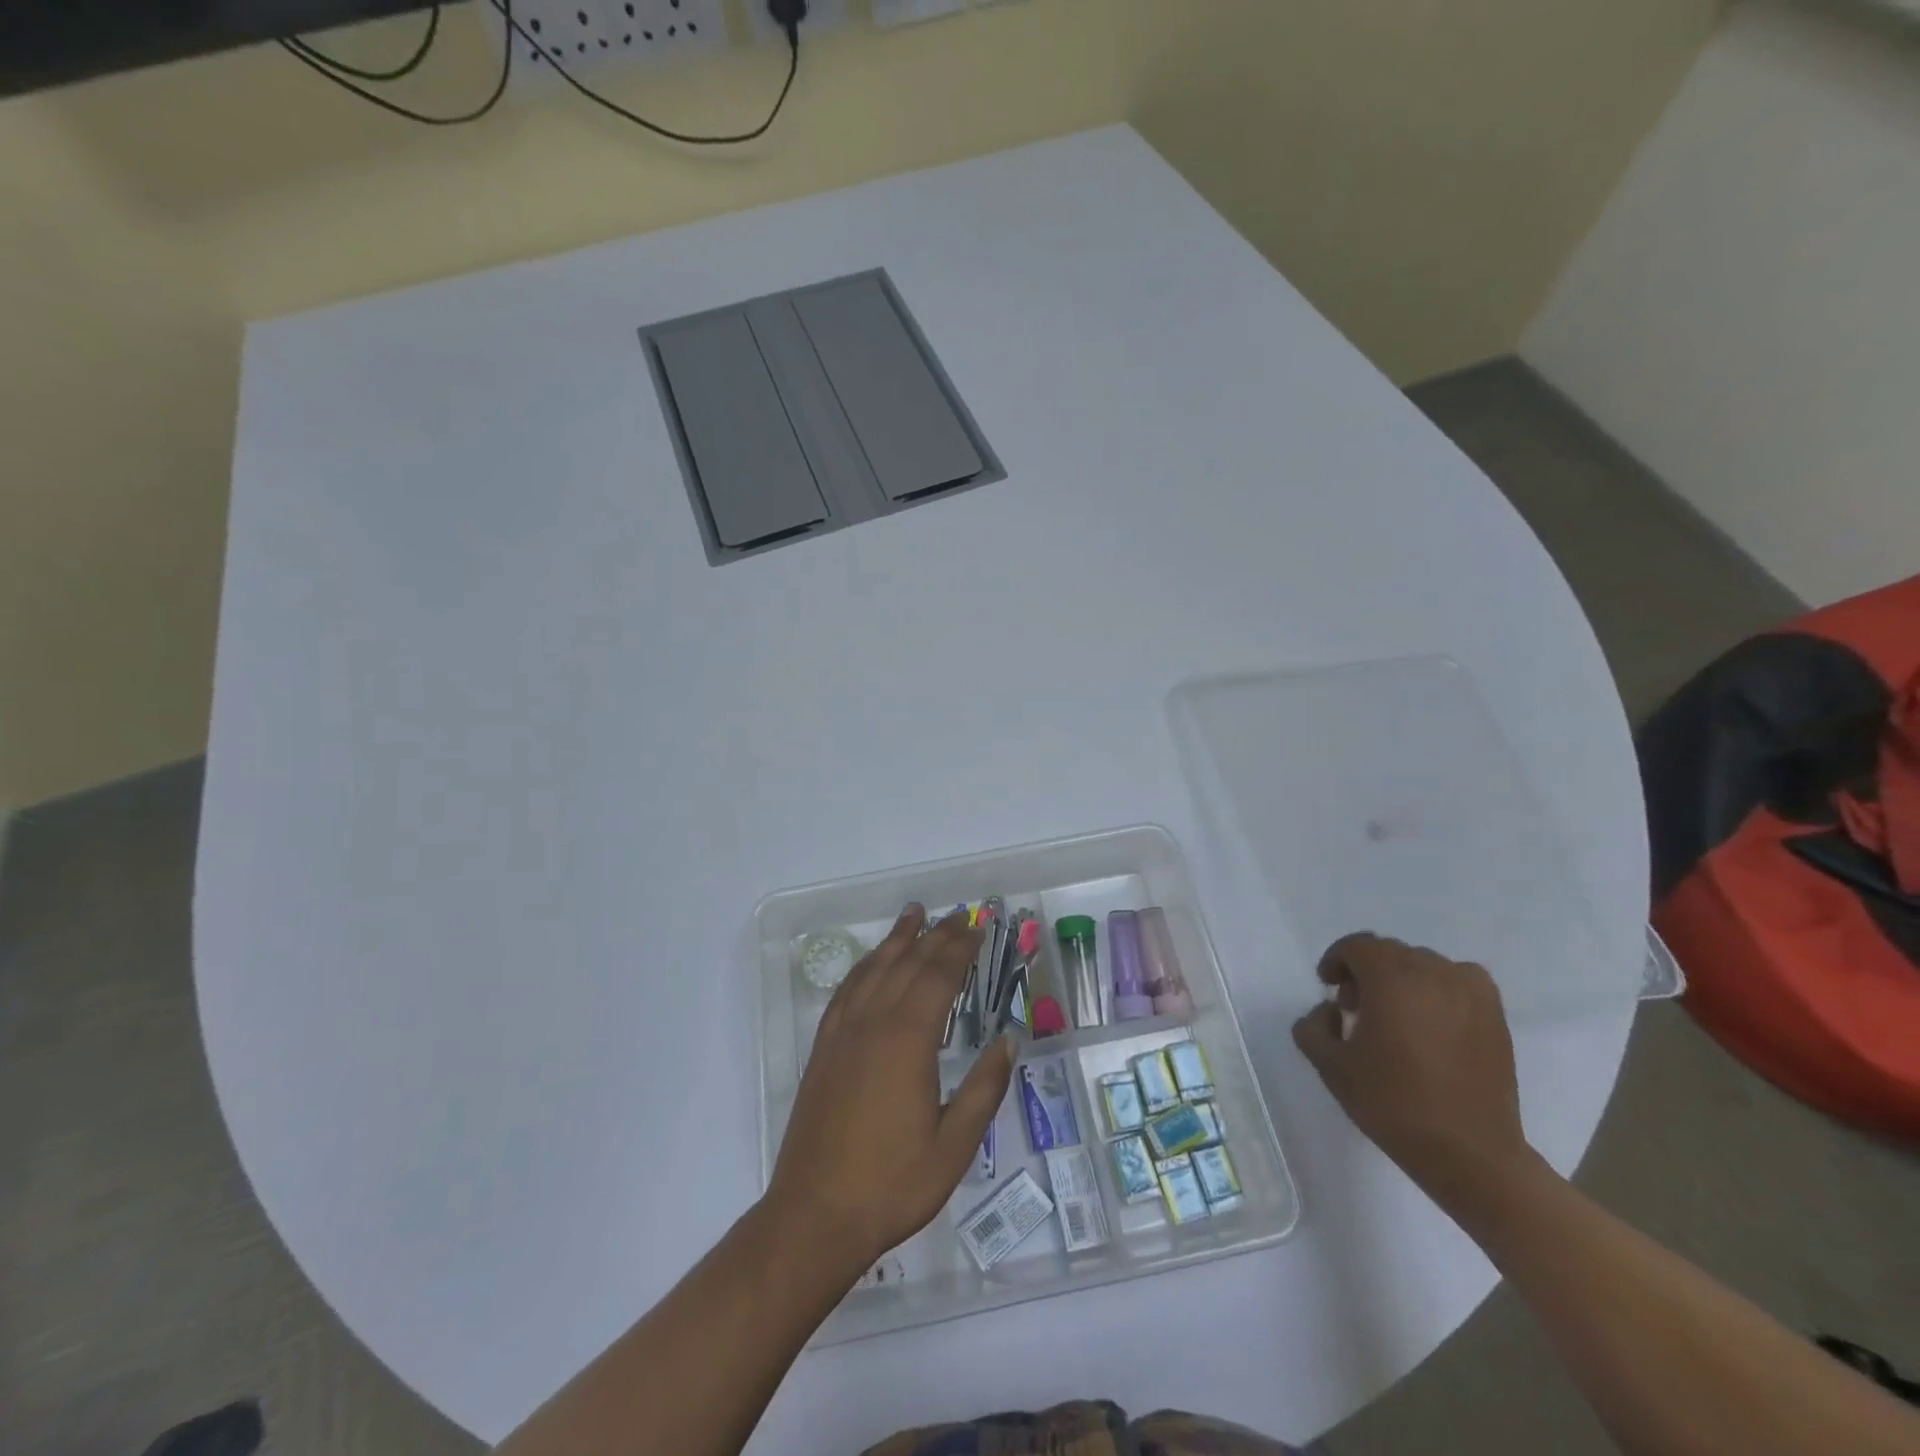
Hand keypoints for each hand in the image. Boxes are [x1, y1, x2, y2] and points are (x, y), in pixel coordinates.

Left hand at [765, 905, 1014, 1277]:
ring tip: (914, 914)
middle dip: (936, 936)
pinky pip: (846, 991)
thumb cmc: (892, 1184)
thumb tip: (1008, 1041)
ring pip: (874, 970)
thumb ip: (983, 1089)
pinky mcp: (823, 1049)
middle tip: (958, 915)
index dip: (960, 948)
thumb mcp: (954, 1147)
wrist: (815, 1215)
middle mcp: (873, 1024)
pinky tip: (872, 962)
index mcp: (907, 1041)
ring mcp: (843, 1034)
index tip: (979, 926)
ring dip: (897, 939)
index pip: (938, 977)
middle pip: (908, 964)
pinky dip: (864, 967)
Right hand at [1292, 933, 1539, 1205]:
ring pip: (1423, 964)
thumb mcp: (1331, 1066)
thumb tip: (1329, 1011)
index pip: (1357, 946)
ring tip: (1395, 1017)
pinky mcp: (1494, 1013)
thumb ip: (1313, 1026)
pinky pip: (1459, 979)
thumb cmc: (1393, 1105)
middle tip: (1355, 1008)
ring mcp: (1470, 992)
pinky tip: (1433, 1019)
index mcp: (1391, 980)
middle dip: (1366, 971)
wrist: (1470, 1153)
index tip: (1328, 986)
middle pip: (1389, 952)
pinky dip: (1439, 987)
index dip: (1336, 960)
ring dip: (1401, 979)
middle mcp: (1433, 973)